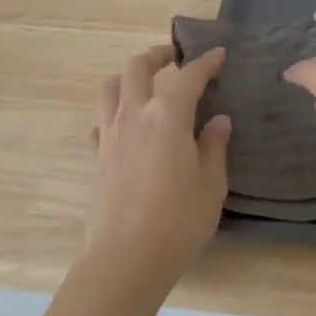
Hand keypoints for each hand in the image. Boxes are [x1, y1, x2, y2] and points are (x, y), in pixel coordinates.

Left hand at [87, 44, 231, 286]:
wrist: (124, 261)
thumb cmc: (177, 222)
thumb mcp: (211, 186)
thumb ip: (214, 148)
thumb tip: (218, 122)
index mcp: (167, 116)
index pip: (189, 76)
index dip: (206, 62)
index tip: (218, 54)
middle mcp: (135, 115)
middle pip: (138, 67)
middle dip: (158, 56)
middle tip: (174, 59)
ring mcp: (110, 135)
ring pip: (111, 87)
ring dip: (128, 76)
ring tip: (144, 83)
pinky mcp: (96, 158)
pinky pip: (101, 120)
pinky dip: (113, 112)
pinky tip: (125, 125)